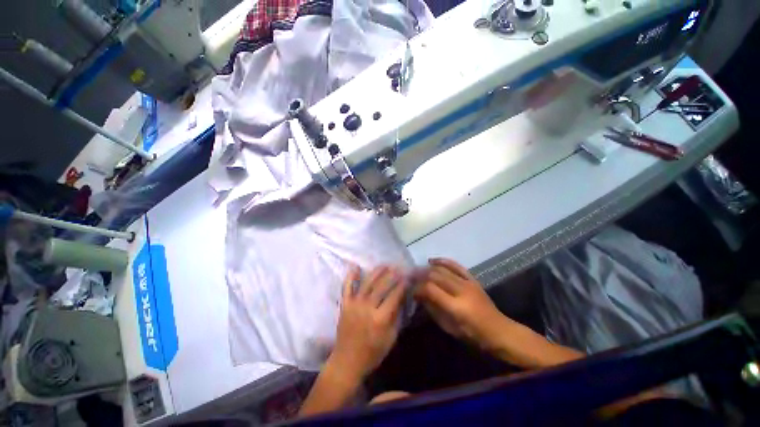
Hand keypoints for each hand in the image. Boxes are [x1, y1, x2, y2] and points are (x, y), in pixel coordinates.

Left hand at [330, 265, 405, 379]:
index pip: (394, 296)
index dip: (402, 285)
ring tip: (384, 265)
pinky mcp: (345, 304)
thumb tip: (401, 298)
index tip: (407, 277)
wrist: (347, 362)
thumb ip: (396, 317)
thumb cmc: (372, 353)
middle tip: (398, 267)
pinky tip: (356, 267)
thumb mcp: (390, 338)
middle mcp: (367, 307)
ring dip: (376, 272)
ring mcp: (354, 304)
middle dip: (392, 275)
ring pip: (367, 283)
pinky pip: (346, 287)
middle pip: (381, 286)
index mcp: (380, 318)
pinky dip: (351, 276)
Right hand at [414, 258, 510, 351]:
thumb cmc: (473, 335)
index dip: (418, 288)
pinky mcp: (472, 278)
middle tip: (411, 279)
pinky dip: (442, 261)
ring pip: (443, 269)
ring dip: (428, 268)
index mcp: (456, 307)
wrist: (499, 330)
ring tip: (418, 271)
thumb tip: (419, 297)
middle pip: (435, 276)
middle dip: (420, 276)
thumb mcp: (449, 328)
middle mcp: (461, 290)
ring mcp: (468, 282)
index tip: (411, 291)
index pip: (430, 289)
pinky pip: (455, 265)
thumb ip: (433, 310)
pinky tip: (432, 261)